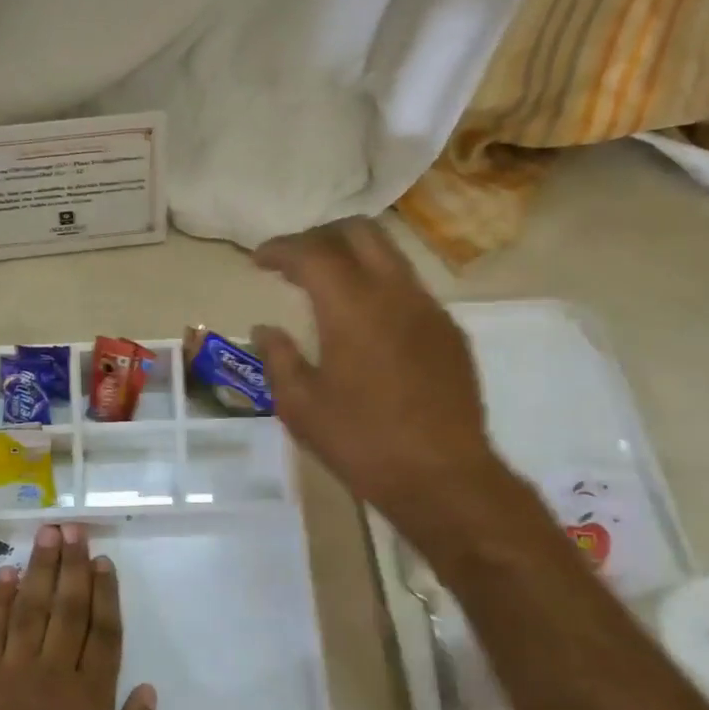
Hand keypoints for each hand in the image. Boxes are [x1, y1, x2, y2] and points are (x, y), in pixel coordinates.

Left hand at [0, 523, 158, 709]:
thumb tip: (149, 690)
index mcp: (90, 699)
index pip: (102, 632)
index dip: (105, 593)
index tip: (104, 561)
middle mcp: (53, 674)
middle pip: (67, 608)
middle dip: (72, 565)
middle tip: (73, 529)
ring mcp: (13, 674)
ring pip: (30, 608)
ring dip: (39, 569)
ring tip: (46, 534)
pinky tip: (5, 574)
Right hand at [252, 217, 504, 516]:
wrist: (443, 477)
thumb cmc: (361, 441)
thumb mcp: (300, 406)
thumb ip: (278, 357)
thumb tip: (266, 329)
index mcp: (352, 307)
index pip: (312, 253)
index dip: (280, 249)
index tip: (259, 259)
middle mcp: (395, 293)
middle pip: (360, 232)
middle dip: (320, 236)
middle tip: (294, 261)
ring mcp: (429, 310)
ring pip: (390, 255)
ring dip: (353, 256)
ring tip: (326, 285)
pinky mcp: (449, 332)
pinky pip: (409, 288)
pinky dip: (379, 285)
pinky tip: (365, 321)